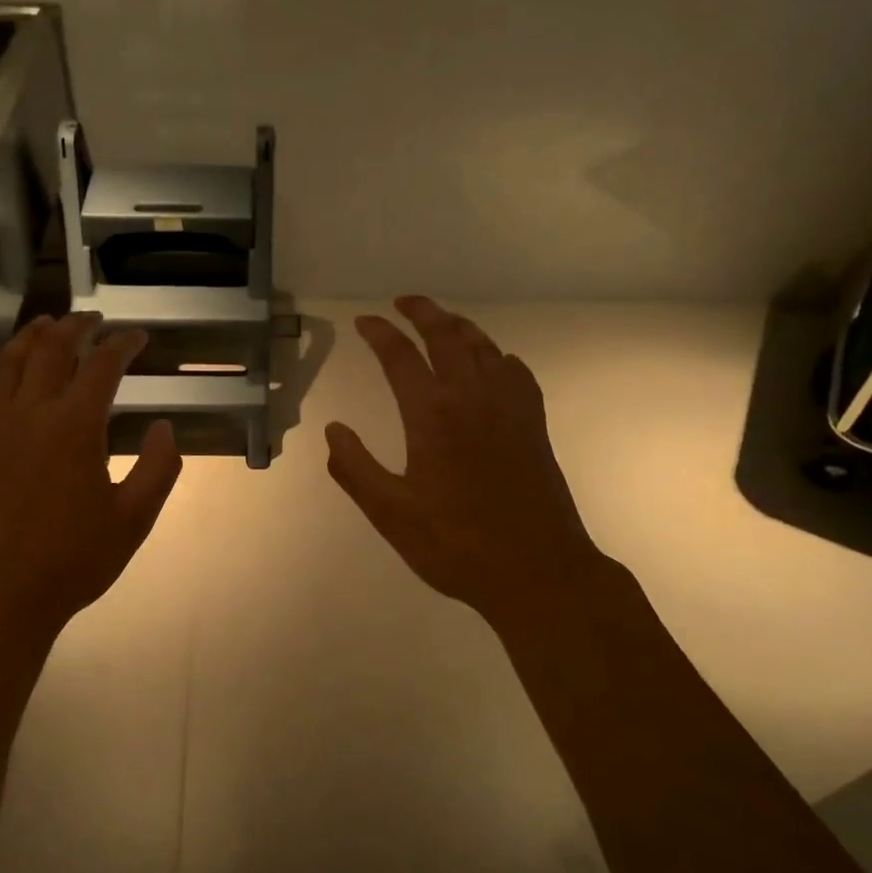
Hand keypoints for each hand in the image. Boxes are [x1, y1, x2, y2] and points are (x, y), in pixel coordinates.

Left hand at [0, 313, 181, 647]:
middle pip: (51, 349)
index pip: (102, 365)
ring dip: (29, 337)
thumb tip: (166, 428)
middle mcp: (31, 413)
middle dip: (75, 326)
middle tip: (93, 319)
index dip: (122, 344)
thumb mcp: (133, 519)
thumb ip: (159, 469)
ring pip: (7, 362)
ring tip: (45, 325)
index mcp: (75, 426)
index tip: (137, 337)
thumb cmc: (72, 560)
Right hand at [326, 297, 608, 630]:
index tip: (364, 322)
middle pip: (447, 336)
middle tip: (403, 302)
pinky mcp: (534, 426)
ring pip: (485, 348)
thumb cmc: (456, 545)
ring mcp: (510, 409)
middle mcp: (473, 398)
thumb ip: (355, 468)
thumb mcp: (390, 514)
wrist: (537, 570)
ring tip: (442, 320)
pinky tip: (495, 364)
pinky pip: (516, 373)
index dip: (380, 333)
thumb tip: (333, 431)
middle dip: (423, 312)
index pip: (400, 357)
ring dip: (460, 326)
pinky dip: (498, 357)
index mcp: (432, 415)